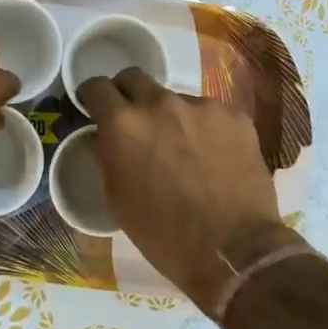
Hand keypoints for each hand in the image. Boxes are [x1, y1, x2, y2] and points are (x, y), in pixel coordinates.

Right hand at [76, 69, 294, 316]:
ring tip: (184, 150)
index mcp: (123, 124)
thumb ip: (106, 156)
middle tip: (135, 122)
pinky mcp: (235, 116)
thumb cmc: (163, 234)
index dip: (92, 97)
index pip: (96, 87)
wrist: (234, 251)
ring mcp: (201, 106)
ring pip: (175, 98)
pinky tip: (214, 158)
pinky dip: (205, 129)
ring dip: (171, 117)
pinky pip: (210, 114)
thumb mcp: (117, 198)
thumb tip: (103, 137)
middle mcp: (159, 103)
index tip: (95, 108)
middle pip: (134, 78)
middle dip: (128, 95)